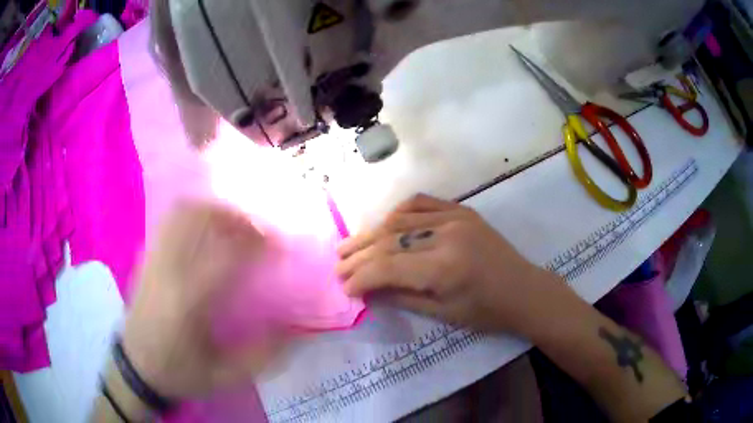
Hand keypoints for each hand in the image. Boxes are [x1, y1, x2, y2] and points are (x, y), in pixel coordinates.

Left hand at [121, 202, 283, 399]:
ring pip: (183, 213)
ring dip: (214, 209)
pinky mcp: (146, 258)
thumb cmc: (180, 374)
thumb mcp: (225, 376)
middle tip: (260, 227)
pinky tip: (207, 225)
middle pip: (201, 219)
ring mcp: (153, 259)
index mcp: (188, 303)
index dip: (258, 242)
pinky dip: (193, 213)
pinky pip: (169, 221)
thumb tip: (295, 330)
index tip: (281, 244)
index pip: (226, 254)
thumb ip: (262, 355)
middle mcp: (168, 272)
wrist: (136, 369)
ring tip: (236, 222)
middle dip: (236, 215)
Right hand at [336, 194, 569, 334]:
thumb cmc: (486, 312)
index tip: (344, 287)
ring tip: (351, 244)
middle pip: (389, 240)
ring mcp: (455, 217)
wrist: (524, 290)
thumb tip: (366, 290)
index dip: (361, 276)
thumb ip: (401, 297)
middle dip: (359, 254)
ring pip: (400, 219)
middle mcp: (447, 235)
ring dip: (372, 232)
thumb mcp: (442, 313)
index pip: (388, 267)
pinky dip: (398, 212)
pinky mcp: (462, 210)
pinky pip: (422, 203)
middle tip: (338, 264)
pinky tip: (385, 224)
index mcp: (444, 267)